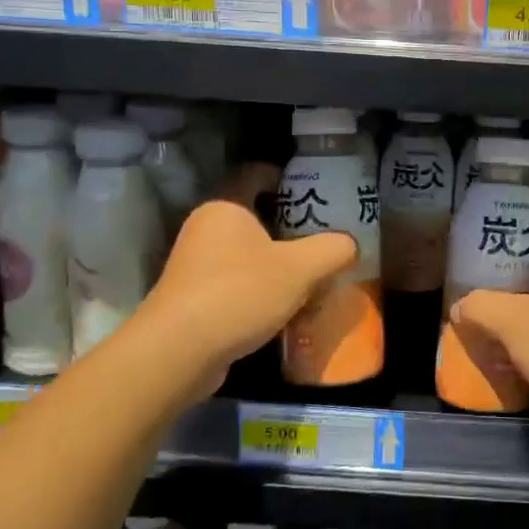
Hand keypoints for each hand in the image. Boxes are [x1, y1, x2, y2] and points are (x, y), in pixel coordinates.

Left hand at [148, 164, 355, 393]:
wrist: (179, 352)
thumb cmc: (241, 292)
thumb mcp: (301, 268)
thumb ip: (332, 250)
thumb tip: (350, 245)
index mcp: (225, 208)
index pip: (255, 176)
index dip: (284, 178)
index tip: (312, 191)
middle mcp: (204, 229)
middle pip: (255, 220)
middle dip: (288, 231)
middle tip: (322, 242)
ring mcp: (193, 267)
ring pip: (245, 257)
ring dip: (275, 267)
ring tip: (310, 281)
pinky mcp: (190, 301)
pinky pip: (234, 286)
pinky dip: (258, 294)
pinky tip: (283, 312)